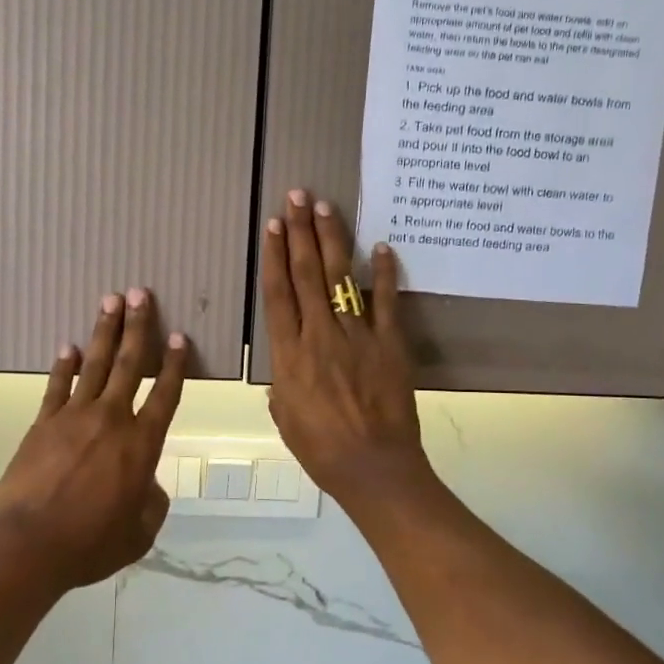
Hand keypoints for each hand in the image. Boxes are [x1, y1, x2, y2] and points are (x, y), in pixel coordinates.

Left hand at [0, 291, 188, 591]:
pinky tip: (67, 347)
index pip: (164, 394)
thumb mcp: (139, 533)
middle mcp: (111, 420)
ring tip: (110, 301)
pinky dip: (63, 366)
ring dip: (104, 332)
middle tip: (140, 293)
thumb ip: (151, 503)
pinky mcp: (43, 424)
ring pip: (93, 365)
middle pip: (128, 364)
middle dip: (138, 327)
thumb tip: (147, 484)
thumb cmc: (90, 544)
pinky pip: (57, 386)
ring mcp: (73, 417)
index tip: (180, 336)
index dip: (175, 364)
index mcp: (141, 445)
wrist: (28, 545)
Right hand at [261, 191, 428, 509]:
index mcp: (289, 355)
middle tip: (297, 197)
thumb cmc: (321, 450)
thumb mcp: (285, 419)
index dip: (274, 256)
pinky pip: (387, 302)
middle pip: (306, 274)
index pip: (278, 294)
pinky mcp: (390, 344)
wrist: (373, 467)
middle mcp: (319, 335)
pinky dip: (385, 273)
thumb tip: (283, 374)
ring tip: (325, 207)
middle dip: (300, 233)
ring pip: (340, 279)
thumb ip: (282, 388)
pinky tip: (382, 246)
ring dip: (332, 240)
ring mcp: (357, 336)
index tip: (273, 225)